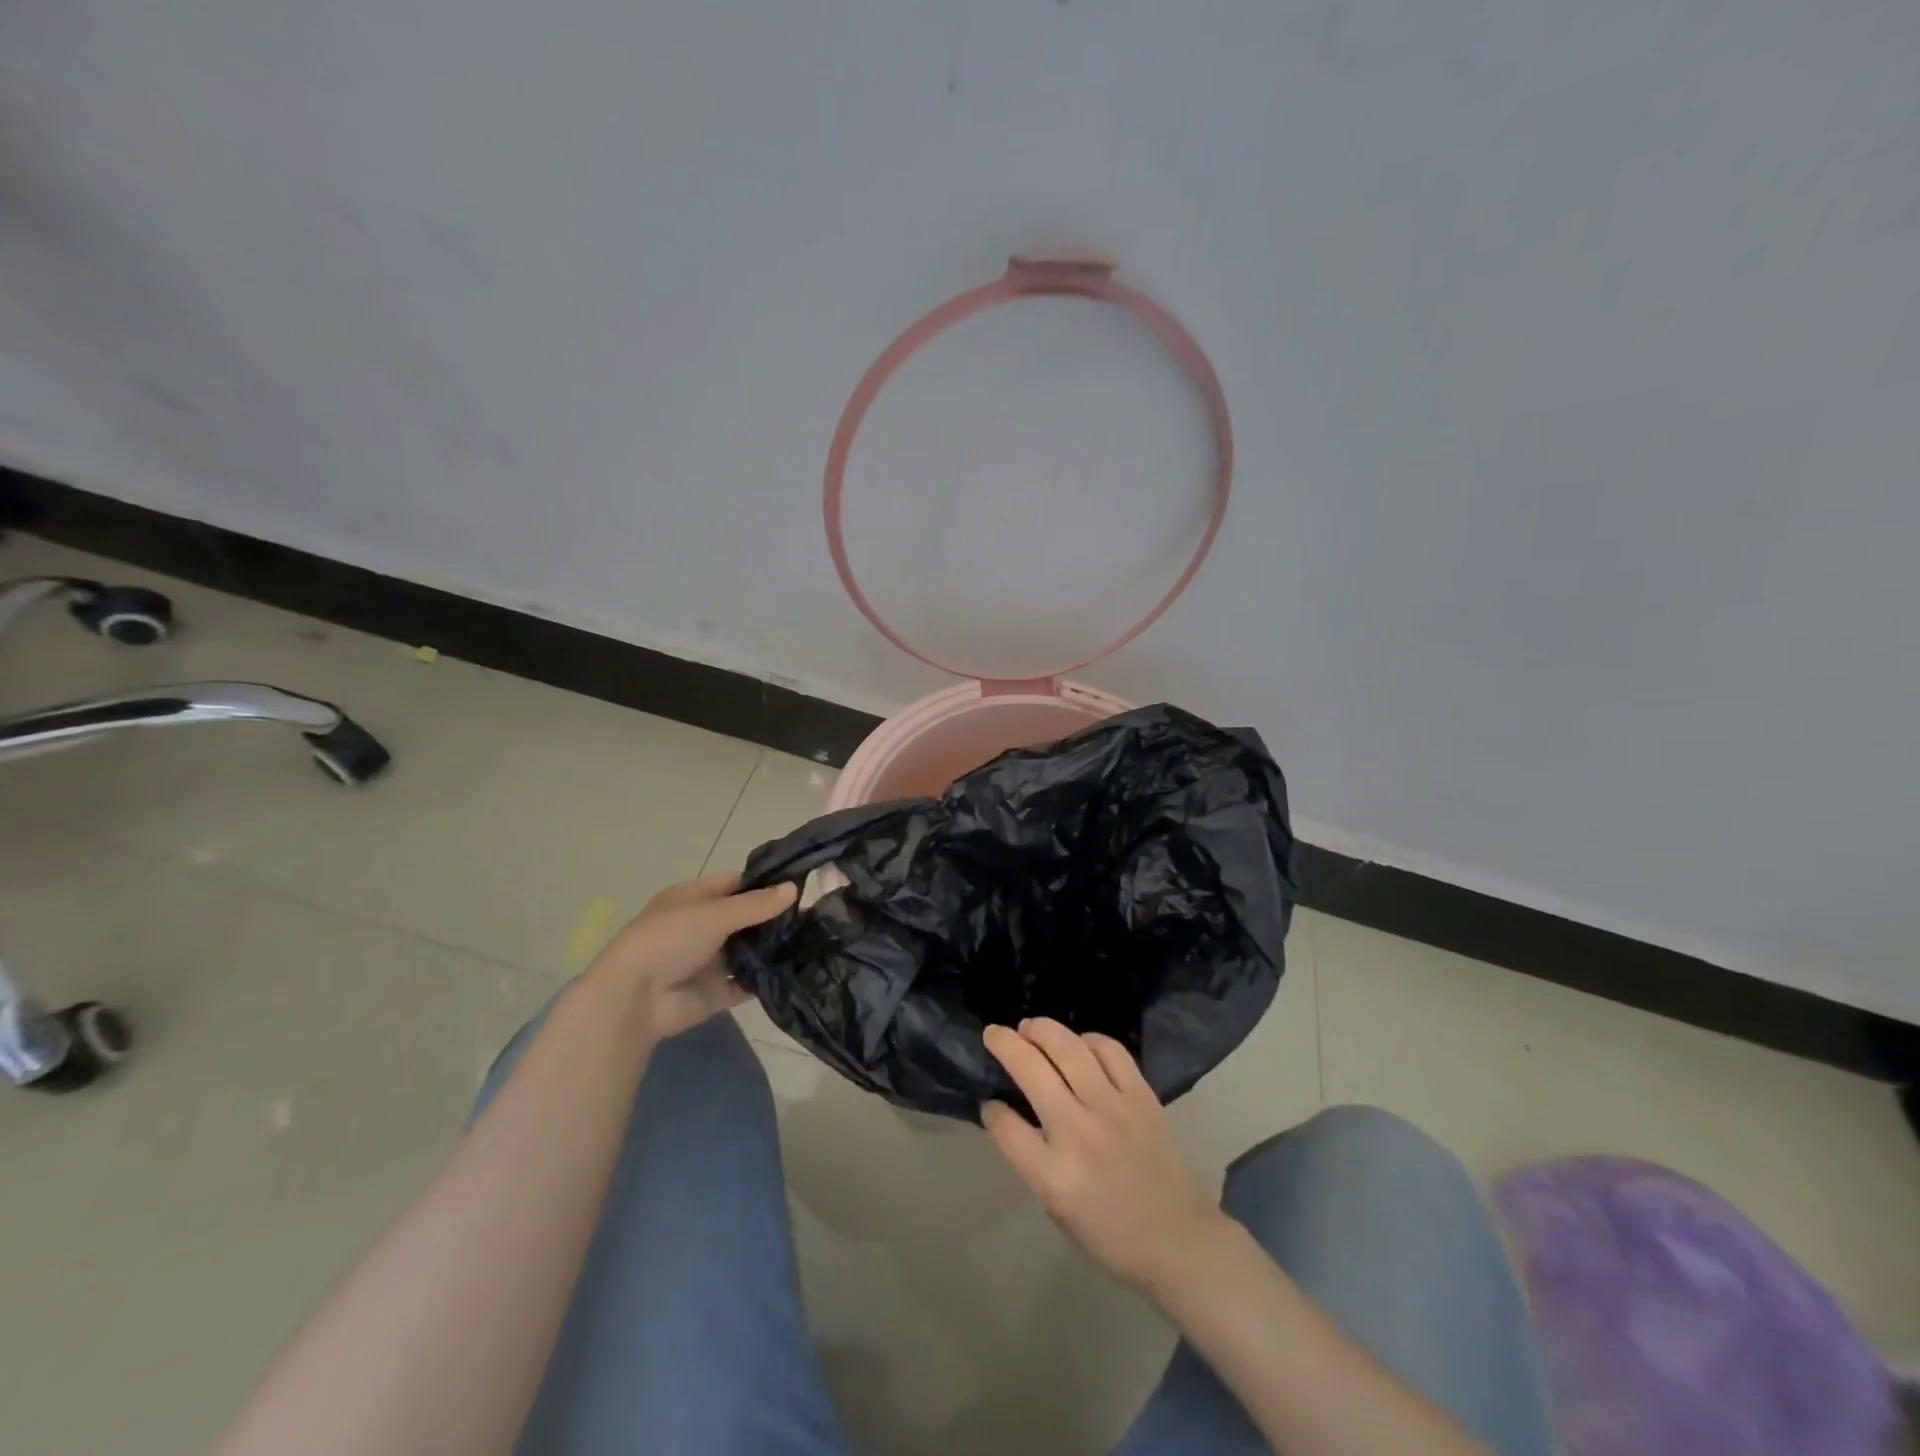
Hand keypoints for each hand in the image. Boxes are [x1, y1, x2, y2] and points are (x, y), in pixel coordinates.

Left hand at [584, 873, 795, 1044]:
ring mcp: (709, 961)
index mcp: (693, 899)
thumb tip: (794, 889)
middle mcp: (701, 927)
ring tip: (814, 942)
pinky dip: (765, 979)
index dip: (764, 883)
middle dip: (774, 918)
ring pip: (748, 951)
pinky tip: (796, 971)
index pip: (734, 884)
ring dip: (772, 948)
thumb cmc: (669, 940)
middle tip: (815, 916)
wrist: (635, 999)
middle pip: (745, 918)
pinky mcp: (716, 992)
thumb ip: (756, 905)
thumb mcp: (714, 914)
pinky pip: (746, 983)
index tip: (800, 885)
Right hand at [982, 1018, 1227, 1294]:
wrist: (1178, 1239)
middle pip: (1031, 1069)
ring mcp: (1114, 1108)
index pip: (1006, 1126)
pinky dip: (1088, 1039)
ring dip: (1042, 1029)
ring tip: (1030, 1027)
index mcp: (1054, 1175)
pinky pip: (1109, 1050)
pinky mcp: (1141, 1096)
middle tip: (995, 1033)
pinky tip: (1078, 1044)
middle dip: (1005, 1043)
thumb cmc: (1108, 1232)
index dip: (993, 1109)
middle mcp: (1079, 1133)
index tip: (991, 1101)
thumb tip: (1004, 1110)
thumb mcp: (1054, 1206)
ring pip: (1069, 1047)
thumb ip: (1028, 1155)